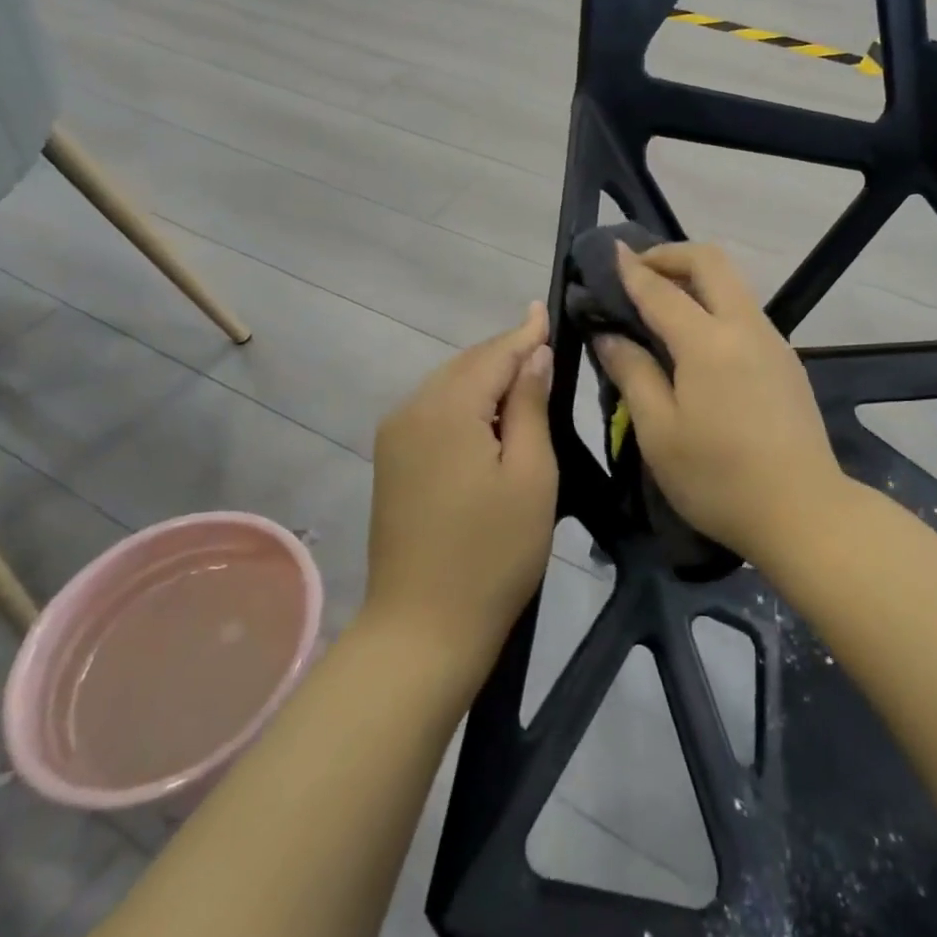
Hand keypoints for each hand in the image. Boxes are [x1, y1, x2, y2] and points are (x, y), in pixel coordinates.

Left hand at [365, 304, 557, 664]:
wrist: (422, 629)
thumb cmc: (492, 554)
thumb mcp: (530, 475)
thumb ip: (529, 406)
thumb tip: (532, 354)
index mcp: (446, 410)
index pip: (493, 355)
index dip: (524, 333)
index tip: (545, 307)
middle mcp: (410, 410)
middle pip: (466, 365)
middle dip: (505, 354)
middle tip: (545, 342)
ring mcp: (393, 437)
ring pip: (448, 386)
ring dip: (486, 378)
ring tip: (525, 374)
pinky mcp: (391, 461)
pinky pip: (434, 412)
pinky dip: (466, 402)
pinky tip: (490, 414)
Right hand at [594, 242, 847, 565]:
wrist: (804, 512)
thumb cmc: (719, 479)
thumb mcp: (659, 433)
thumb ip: (633, 374)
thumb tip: (608, 335)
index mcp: (708, 342)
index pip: (661, 289)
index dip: (631, 268)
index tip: (609, 252)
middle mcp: (745, 327)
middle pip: (711, 262)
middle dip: (671, 254)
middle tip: (638, 271)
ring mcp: (773, 342)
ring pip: (733, 285)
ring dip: (696, 278)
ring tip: (661, 303)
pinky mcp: (787, 361)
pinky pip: (745, 313)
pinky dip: (715, 304)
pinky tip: (697, 339)